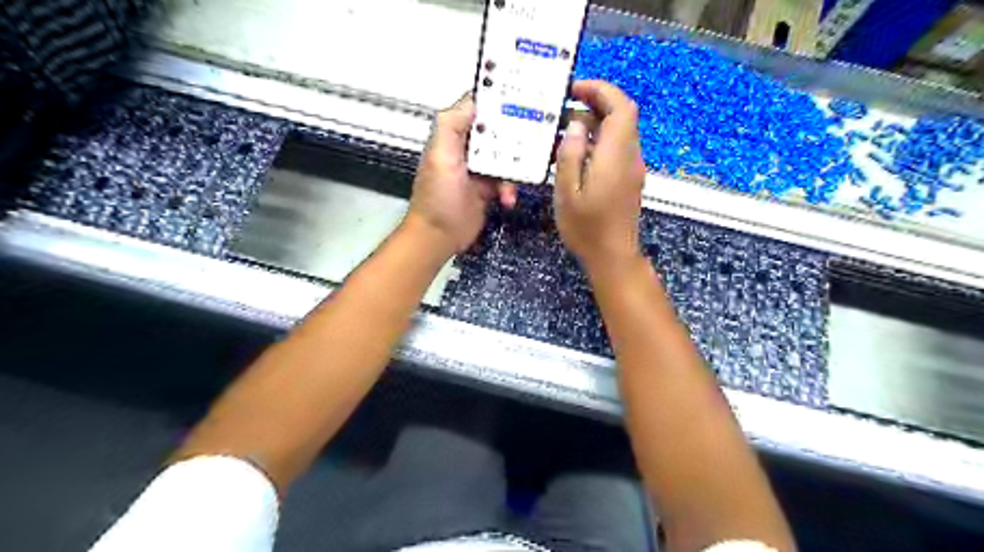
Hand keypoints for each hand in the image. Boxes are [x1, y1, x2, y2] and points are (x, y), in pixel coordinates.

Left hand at [405, 95, 516, 256]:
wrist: (439, 237)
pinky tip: (507, 198)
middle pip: (498, 132)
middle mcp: (467, 148)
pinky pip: (507, 181)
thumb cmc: (436, 198)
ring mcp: (479, 169)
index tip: (523, 97)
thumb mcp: (440, 156)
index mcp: (454, 135)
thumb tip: (473, 100)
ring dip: (515, 167)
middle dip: (515, 136)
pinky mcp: (488, 188)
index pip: (479, 108)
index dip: (499, 101)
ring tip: (515, 177)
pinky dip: (510, 189)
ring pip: (507, 157)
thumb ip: (452, 125)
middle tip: (535, 138)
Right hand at [553, 79, 647, 274]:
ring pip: (621, 130)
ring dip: (598, 120)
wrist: (613, 256)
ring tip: (567, 128)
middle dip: (598, 101)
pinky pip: (618, 147)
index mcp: (615, 156)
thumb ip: (570, 155)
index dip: (601, 90)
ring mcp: (633, 167)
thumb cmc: (586, 228)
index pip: (621, 107)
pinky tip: (579, 151)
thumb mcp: (567, 193)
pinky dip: (601, 138)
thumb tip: (576, 124)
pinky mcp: (630, 178)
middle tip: (567, 104)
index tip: (575, 88)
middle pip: (623, 115)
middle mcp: (630, 156)